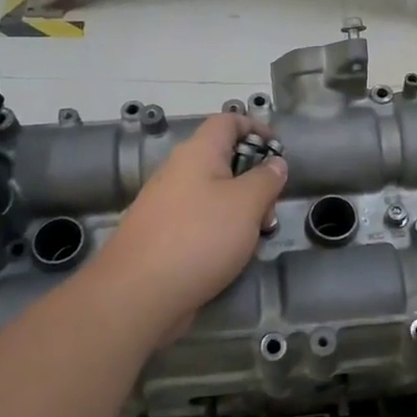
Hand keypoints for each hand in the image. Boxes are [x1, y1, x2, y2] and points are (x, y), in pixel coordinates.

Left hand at [95, 111, 285, 340]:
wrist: (138, 294)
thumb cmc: (199, 237)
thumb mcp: (247, 204)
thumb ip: (266, 179)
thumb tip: (275, 163)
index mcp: (198, 153)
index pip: (228, 121)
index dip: (256, 128)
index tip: (279, 151)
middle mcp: (179, 172)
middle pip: (224, 161)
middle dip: (254, 181)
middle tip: (270, 210)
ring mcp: (167, 205)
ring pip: (214, 196)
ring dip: (241, 212)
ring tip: (255, 240)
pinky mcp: (162, 236)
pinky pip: (200, 222)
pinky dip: (221, 233)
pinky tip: (230, 258)